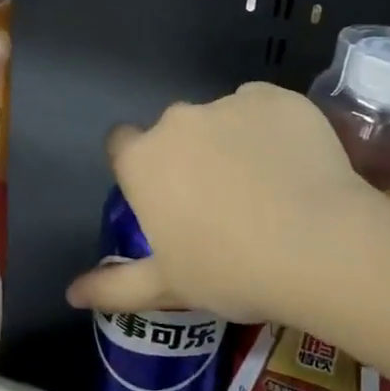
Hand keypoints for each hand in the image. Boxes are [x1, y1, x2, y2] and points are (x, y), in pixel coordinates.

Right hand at [65, 82, 377, 322]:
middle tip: (221, 200)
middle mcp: (179, 120)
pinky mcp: (278, 97)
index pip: (121, 145)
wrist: (318, 245)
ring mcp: (230, 102)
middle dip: (189, 156)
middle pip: (174, 132)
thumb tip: (71, 293)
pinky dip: (272, 129)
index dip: (139, 167)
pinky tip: (295, 164)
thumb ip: (115, 286)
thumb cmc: (231, 270)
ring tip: (268, 186)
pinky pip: (264, 108)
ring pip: (222, 118)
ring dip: (232, 141)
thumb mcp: (168, 285)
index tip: (164, 195)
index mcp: (144, 160)